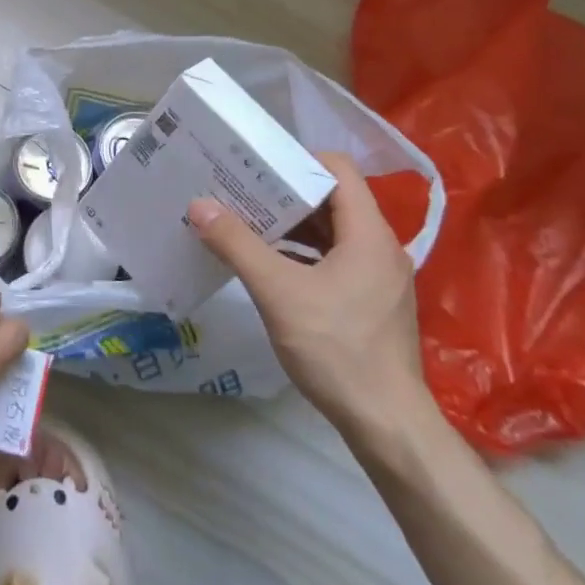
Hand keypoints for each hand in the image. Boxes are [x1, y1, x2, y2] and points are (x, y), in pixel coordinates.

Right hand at [188, 151, 423, 430]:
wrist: (386, 423)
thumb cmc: (336, 348)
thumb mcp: (278, 292)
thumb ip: (238, 245)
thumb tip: (199, 204)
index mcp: (368, 233)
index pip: (338, 170)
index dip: (298, 160)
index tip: (257, 165)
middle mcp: (380, 247)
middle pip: (332, 201)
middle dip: (285, 194)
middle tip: (240, 191)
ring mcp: (379, 278)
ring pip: (332, 234)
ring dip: (292, 226)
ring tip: (246, 223)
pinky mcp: (371, 303)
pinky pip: (335, 261)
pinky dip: (302, 255)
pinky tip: (269, 267)